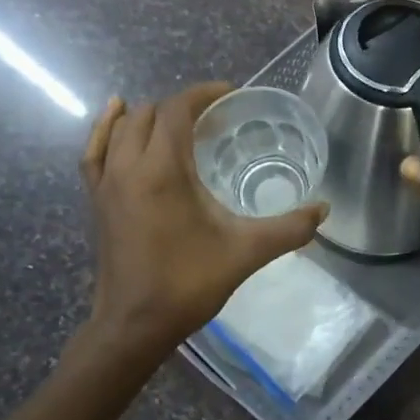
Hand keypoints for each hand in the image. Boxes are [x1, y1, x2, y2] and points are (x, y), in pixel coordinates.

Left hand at [81, 82, 327, 348]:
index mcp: (162, 170)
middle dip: (182, 106)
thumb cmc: (189, 284)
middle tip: (215, 118)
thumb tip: (324, 210)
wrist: (135, 325)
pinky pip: (95, 150)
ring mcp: (106, 183)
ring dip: (150, 115)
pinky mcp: (96, 200)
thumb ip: (289, 229)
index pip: (177, 111)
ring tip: (178, 121)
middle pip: (150, 113)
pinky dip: (106, 128)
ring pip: (122, 128)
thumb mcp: (246, 252)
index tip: (231, 95)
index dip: (203, 94)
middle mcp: (128, 166)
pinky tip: (116, 117)